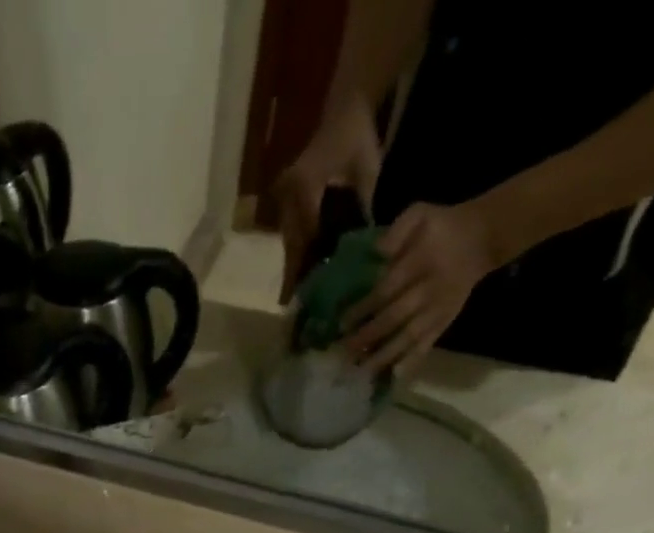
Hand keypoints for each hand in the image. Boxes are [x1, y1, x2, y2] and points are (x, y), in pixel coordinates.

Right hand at [275, 99, 383, 303]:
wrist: (345, 103)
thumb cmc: (358, 134)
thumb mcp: (367, 170)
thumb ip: (363, 208)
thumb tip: (365, 247)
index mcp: (305, 188)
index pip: (305, 238)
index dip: (304, 270)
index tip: (300, 298)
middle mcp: (288, 196)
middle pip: (292, 247)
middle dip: (294, 277)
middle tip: (295, 308)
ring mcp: (285, 198)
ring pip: (290, 243)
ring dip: (294, 269)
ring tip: (296, 297)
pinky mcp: (288, 200)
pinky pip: (292, 233)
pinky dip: (298, 253)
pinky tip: (301, 273)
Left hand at [343, 201, 501, 376]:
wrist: (481, 238)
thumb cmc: (441, 227)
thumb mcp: (420, 213)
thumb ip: (397, 231)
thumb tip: (375, 253)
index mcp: (420, 263)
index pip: (386, 290)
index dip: (363, 308)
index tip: (341, 323)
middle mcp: (428, 290)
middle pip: (394, 318)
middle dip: (366, 337)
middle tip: (342, 351)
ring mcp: (437, 311)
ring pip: (407, 338)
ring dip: (382, 357)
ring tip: (359, 371)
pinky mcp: (444, 323)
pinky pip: (425, 346)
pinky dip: (409, 363)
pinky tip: (391, 377)